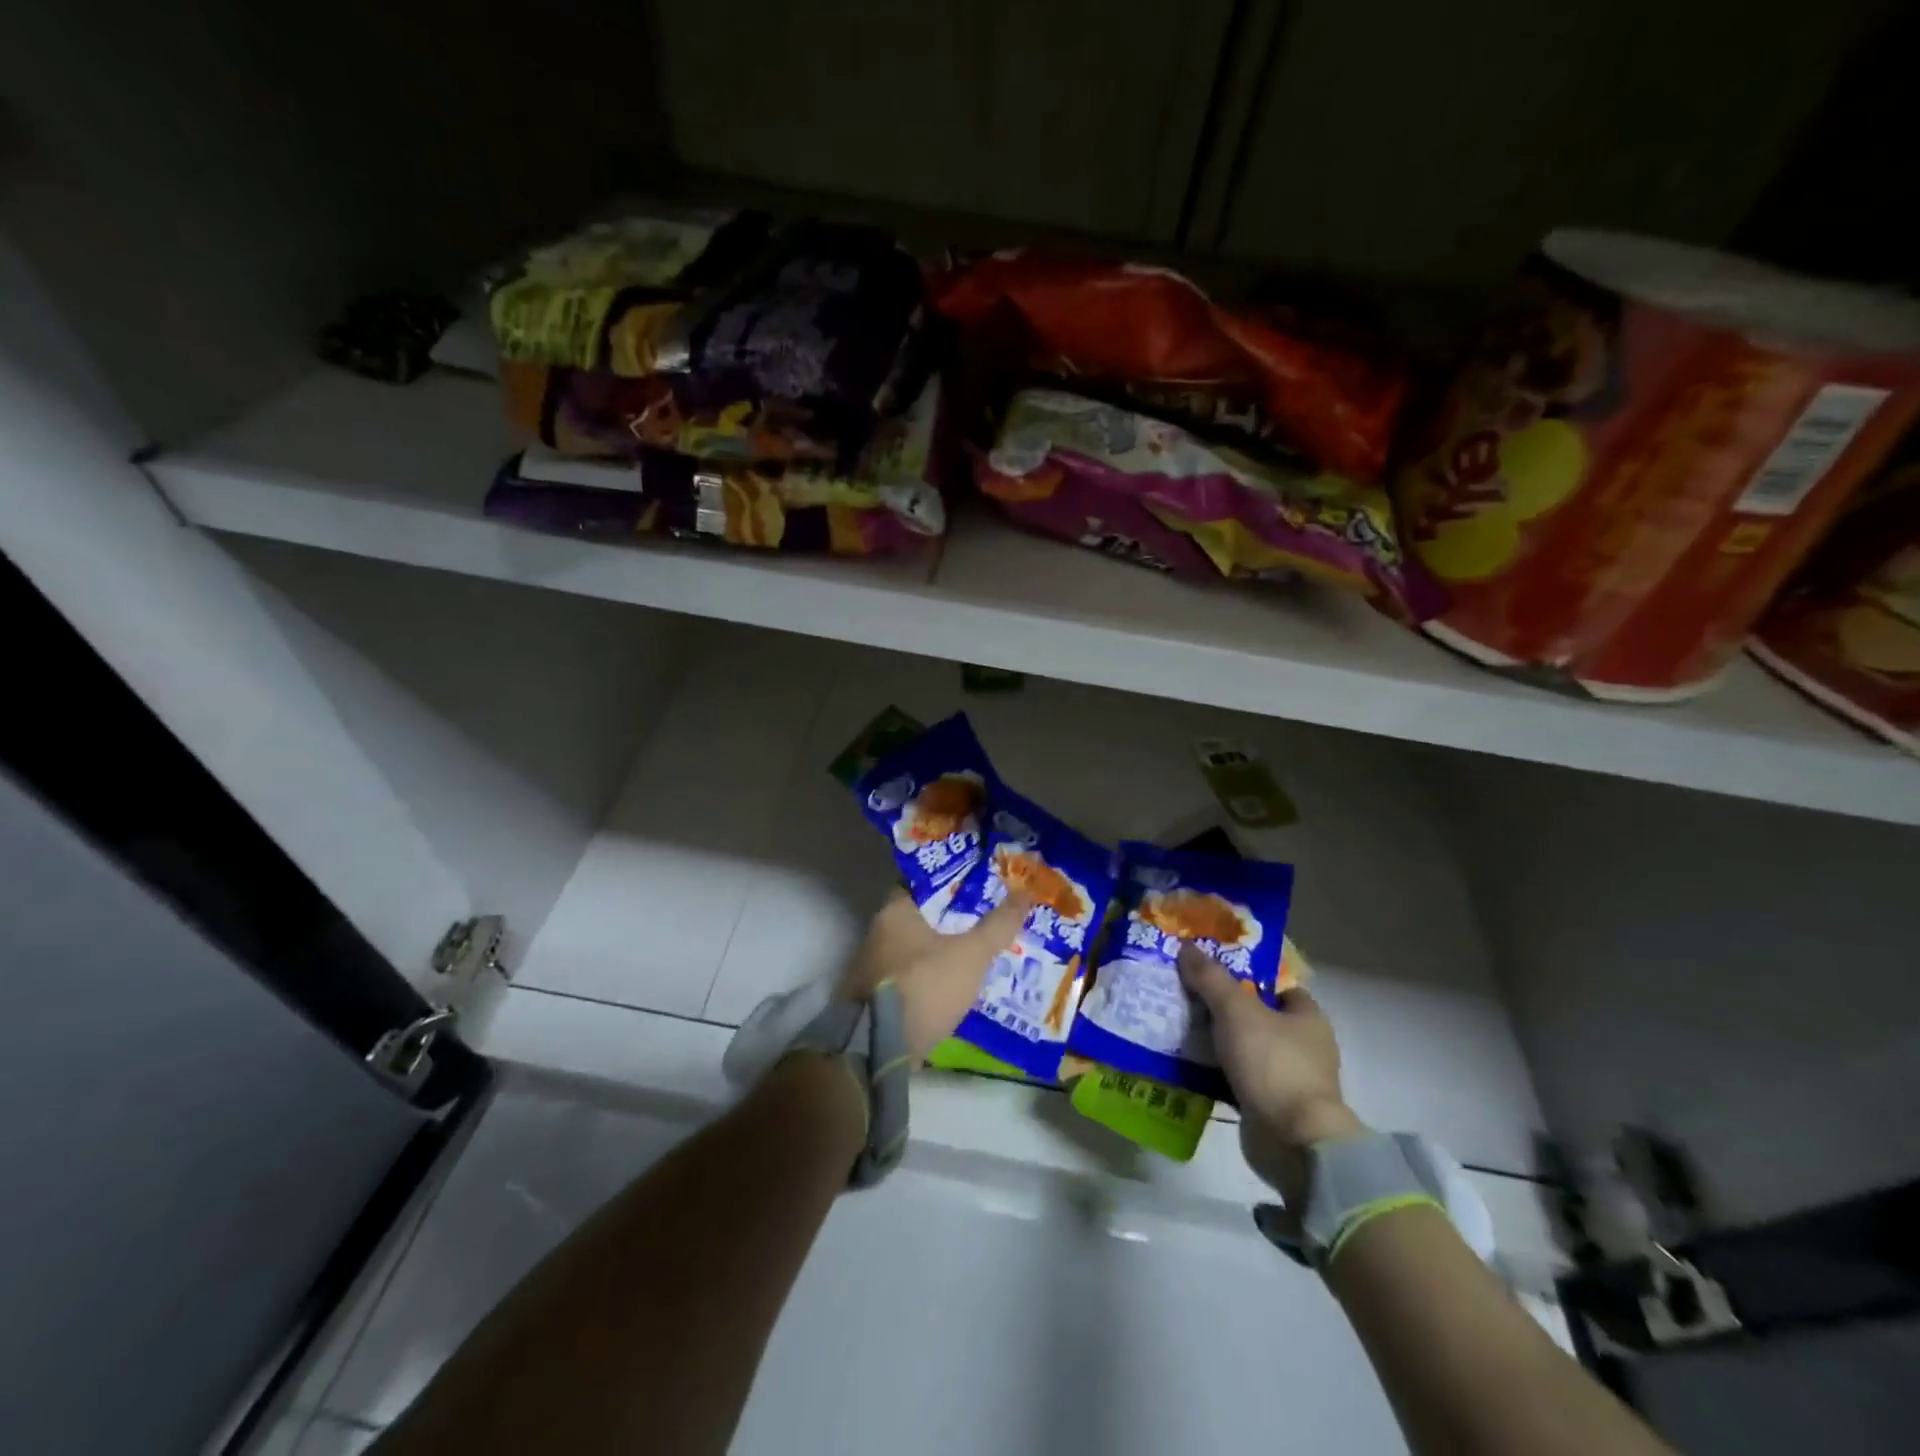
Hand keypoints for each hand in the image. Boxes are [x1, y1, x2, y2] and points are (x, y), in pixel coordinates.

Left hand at [837, 890, 1033, 1063]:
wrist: (880, 1048)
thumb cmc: (925, 985)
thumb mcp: (971, 955)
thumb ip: (997, 926)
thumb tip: (1025, 894)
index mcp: (894, 912)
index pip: (924, 885)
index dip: (953, 885)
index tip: (979, 889)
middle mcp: (876, 933)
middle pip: (920, 919)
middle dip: (949, 923)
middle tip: (984, 923)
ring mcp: (870, 968)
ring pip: (913, 951)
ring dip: (938, 954)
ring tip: (974, 957)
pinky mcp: (871, 1000)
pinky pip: (908, 979)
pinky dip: (928, 980)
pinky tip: (952, 988)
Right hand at [1178, 945, 1365, 1205]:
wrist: (1294, 1142)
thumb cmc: (1273, 1064)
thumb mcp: (1236, 1010)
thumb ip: (1211, 978)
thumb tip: (1187, 946)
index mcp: (1307, 1017)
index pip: (1275, 985)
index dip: (1244, 975)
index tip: (1209, 970)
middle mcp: (1303, 1045)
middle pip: (1255, 1016)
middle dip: (1222, 1008)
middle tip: (1185, 995)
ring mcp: (1288, 1078)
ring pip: (1243, 1048)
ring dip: (1215, 1041)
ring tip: (1177, 1026)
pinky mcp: (1271, 1106)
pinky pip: (1236, 1078)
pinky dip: (1214, 1072)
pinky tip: (1186, 1064)